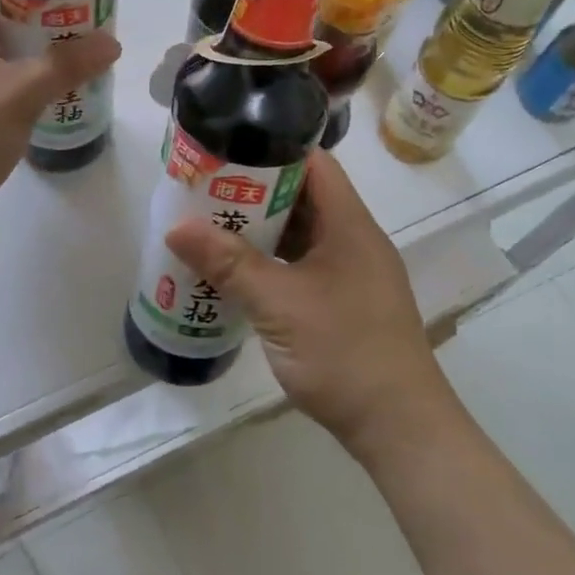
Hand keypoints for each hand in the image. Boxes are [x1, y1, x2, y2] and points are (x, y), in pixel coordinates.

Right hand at [165, 148, 456, 456]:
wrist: (398, 426)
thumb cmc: (343, 352)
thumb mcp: (278, 304)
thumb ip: (228, 263)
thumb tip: (176, 228)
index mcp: (350, 225)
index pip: (315, 163)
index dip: (272, 148)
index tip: (226, 150)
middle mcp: (355, 240)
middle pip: (304, 197)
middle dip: (255, 191)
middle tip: (205, 190)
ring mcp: (352, 273)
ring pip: (302, 234)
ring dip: (262, 230)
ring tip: (211, 225)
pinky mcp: (345, 302)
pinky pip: (303, 265)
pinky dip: (272, 262)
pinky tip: (237, 273)